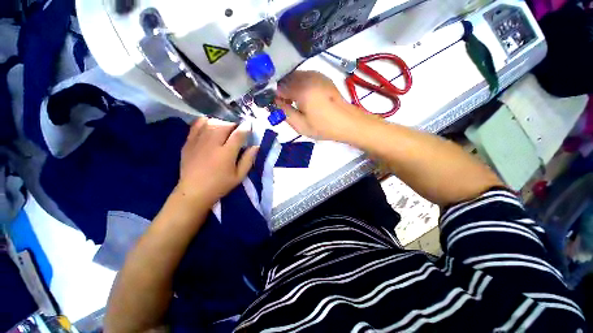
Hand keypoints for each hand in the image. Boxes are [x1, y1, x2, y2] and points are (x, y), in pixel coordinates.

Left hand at [176, 118, 257, 205]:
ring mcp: (199, 141)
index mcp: (226, 153)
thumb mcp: (239, 176)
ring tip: (226, 129)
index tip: (249, 125)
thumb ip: (248, 160)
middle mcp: (212, 144)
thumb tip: (256, 146)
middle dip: (234, 125)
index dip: (246, 128)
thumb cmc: (220, 185)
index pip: (238, 134)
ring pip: (212, 123)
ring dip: (222, 123)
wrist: (193, 192)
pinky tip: (210, 125)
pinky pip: (197, 124)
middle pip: (225, 125)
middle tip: (237, 131)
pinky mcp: (189, 142)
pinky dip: (206, 122)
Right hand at [275, 71, 373, 141]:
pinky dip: (300, 85)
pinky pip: (305, 77)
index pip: (279, 87)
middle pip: (287, 79)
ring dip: (291, 87)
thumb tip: (275, 101)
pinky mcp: (323, 77)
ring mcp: (317, 75)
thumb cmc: (323, 127)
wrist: (347, 122)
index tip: (277, 106)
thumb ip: (284, 112)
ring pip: (296, 77)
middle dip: (283, 90)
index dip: (275, 96)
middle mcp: (308, 77)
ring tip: (296, 103)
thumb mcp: (300, 125)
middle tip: (286, 105)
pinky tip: (305, 97)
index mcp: (302, 89)